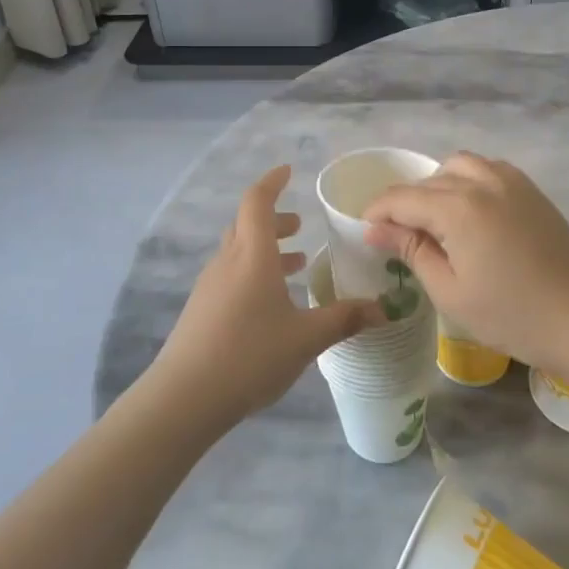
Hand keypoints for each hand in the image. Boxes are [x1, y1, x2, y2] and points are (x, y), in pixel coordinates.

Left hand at [149, 166, 383, 429]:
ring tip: (295, 265)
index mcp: (252, 255)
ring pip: (238, 251)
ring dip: (265, 250)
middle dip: (275, 221)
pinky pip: (230, 274)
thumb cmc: (250, 355)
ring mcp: (209, 285)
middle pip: (247, 224)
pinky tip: (270, 304)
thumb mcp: (306, 338)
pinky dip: (252, 272)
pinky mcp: (201, 309)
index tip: (288, 171)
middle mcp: (227, 261)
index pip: (258, 202)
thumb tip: (384, 308)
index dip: (272, 182)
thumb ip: (345, 319)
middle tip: (300, 228)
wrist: (184, 397)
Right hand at [363, 152, 568, 390]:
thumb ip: (411, 251)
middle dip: (406, 203)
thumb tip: (374, 229)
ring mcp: (511, 181)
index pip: (402, 198)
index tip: (367, 232)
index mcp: (458, 208)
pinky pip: (488, 169)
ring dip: (438, 186)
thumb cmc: (510, 315)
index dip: (378, 213)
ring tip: (436, 220)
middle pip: (428, 181)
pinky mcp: (531, 190)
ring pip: (459, 166)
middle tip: (400, 237)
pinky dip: (469, 181)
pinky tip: (470, 211)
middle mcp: (482, 182)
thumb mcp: (450, 291)